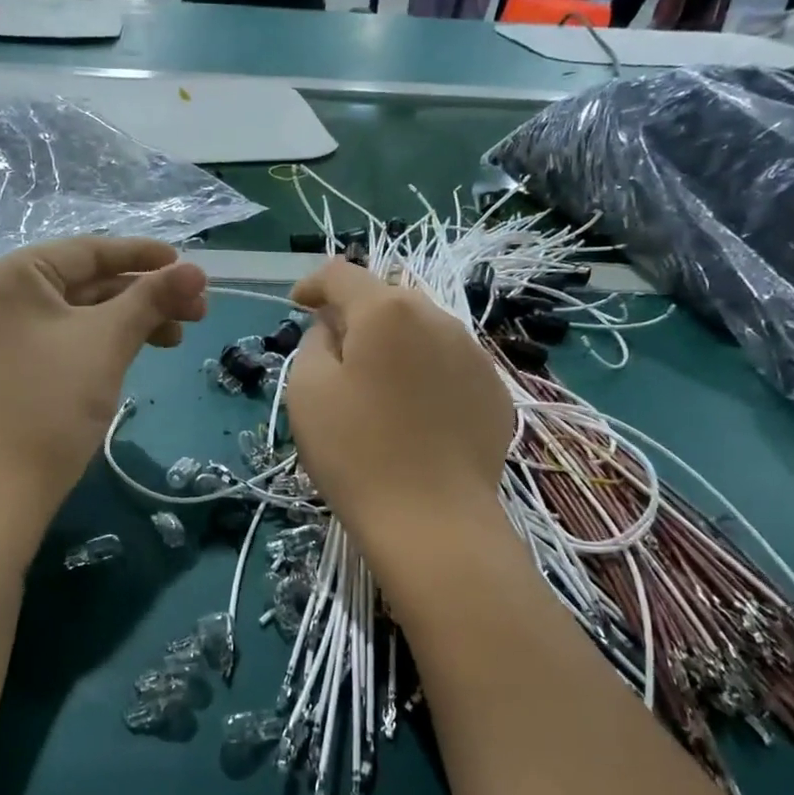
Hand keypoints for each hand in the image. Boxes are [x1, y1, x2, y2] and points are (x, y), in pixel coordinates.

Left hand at [0, 238, 207, 516]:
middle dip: (145, 295)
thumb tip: (198, 270)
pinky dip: (107, 340)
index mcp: (12, 275)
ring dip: (132, 320)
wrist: (7, 485)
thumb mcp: (108, 341)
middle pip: (88, 282)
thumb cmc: (54, 401)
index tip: (189, 266)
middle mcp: (2, 294)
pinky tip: (144, 349)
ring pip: (83, 313)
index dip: (144, 256)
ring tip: (178, 337)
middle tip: (197, 310)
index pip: (88, 251)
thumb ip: (152, 298)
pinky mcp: (15, 363)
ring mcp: (5, 331)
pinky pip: (69, 337)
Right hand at [286, 259, 513, 542]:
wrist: (433, 520)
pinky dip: (425, 372)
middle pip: (387, 299)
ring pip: (423, 330)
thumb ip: (315, 342)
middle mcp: (437, 318)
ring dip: (394, 343)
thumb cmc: (356, 452)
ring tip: (378, 386)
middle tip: (335, 353)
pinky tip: (415, 413)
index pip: (343, 274)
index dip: (314, 284)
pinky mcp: (495, 390)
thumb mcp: (308, 391)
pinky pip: (449, 363)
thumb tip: (334, 328)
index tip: (298, 305)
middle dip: (357, 315)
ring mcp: (474, 354)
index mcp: (386, 312)